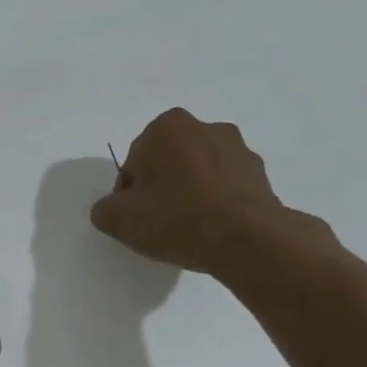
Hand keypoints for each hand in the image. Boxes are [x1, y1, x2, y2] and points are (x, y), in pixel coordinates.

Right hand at [91, 108, 328, 274]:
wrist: (247, 240)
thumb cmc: (176, 218)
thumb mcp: (119, 219)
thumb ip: (105, 209)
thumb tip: (113, 208)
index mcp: (167, 127)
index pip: (134, 163)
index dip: (130, 194)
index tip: (138, 217)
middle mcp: (205, 127)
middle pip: (168, 162)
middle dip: (162, 187)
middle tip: (161, 223)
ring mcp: (239, 148)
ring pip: (199, 173)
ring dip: (191, 193)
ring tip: (190, 228)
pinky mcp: (261, 174)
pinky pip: (226, 187)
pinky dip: (217, 203)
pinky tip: (213, 229)